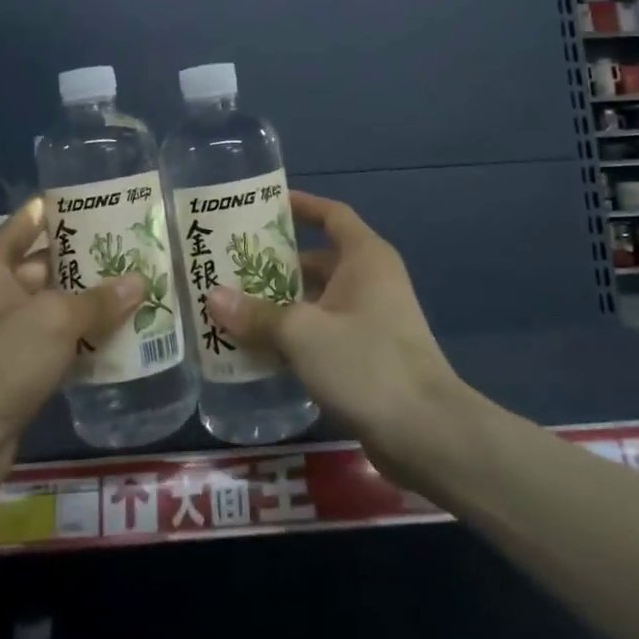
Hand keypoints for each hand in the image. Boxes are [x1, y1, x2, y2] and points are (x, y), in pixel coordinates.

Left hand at [0, 198, 141, 501]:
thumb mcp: (55, 320)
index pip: (28, 221)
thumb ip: (99, 299)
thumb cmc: (0, 361)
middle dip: (87, 260)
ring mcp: (1, 331)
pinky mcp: (13, 366)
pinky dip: (80, 336)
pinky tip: (120, 332)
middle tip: (135, 248)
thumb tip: (139, 280)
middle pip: (45, 263)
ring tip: (137, 286)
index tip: (104, 202)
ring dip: (89, 301)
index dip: (64, 209)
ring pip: (53, 304)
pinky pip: (53, 339)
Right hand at [206, 191, 464, 483]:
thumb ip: (256, 314)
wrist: (428, 434)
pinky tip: (259, 350)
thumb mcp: (303, 333)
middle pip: (317, 260)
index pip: (331, 214)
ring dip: (281, 304)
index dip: (301, 205)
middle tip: (230, 266)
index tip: (263, 206)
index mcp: (364, 257)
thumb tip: (211, 296)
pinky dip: (295, 336)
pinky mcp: (368, 355)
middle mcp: (370, 281)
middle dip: (276, 264)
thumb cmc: (366, 362)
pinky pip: (323, 332)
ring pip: (317, 300)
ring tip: (234, 308)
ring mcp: (372, 319)